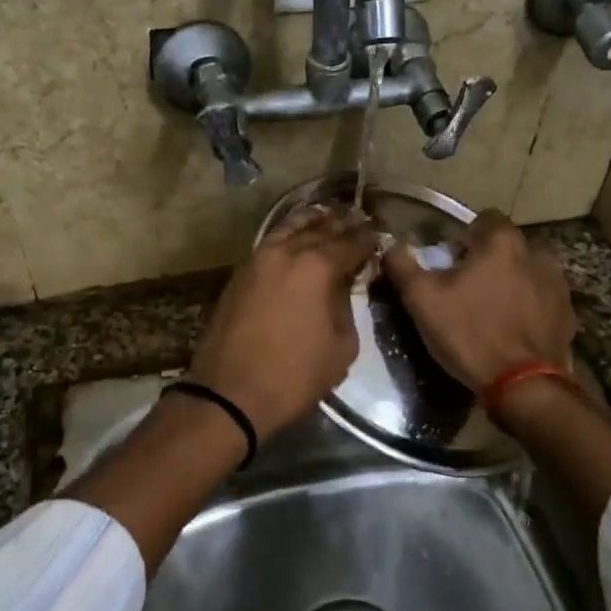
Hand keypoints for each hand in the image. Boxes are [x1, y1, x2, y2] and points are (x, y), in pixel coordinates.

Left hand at [188, 208, 376, 440]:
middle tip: (361, 218)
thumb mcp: (341, 347)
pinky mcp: (240, 273)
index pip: (351, 243)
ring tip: (329, 215)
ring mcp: (258, 259)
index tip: (381, 235)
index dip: (369, 239)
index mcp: (316, 267)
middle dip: (344, 223)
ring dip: (313, 221)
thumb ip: (347, 307)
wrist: (229, 394)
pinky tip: (297, 236)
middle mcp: (286, 252)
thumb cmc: (293, 376)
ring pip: (290, 228)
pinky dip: (288, 233)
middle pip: (321, 228)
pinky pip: (271, 242)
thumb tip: (343, 286)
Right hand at [381, 210, 576, 389]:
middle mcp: (538, 254)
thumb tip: (392, 246)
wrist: (524, 385)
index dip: (467, 236)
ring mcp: (558, 285)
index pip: (486, 218)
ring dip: (514, 280)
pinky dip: (531, 307)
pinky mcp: (568, 314)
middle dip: (492, 258)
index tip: (452, 261)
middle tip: (470, 287)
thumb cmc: (470, 334)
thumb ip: (402, 265)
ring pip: (530, 271)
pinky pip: (544, 299)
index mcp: (503, 243)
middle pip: (510, 245)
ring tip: (494, 308)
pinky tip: (514, 329)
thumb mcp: (422, 300)